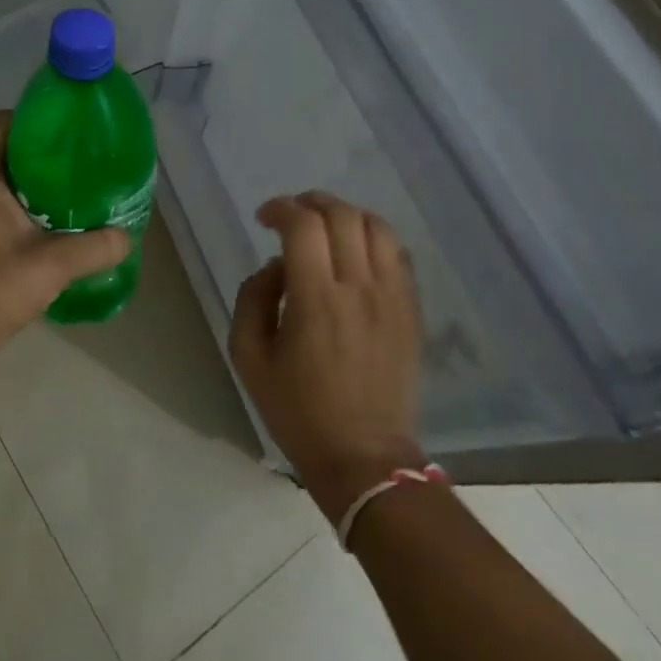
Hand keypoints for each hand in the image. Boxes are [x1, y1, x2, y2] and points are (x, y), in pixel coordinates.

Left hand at [0, 111, 128, 370]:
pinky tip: (33, 227)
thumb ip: (97, 246)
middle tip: (71, 166)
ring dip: (20, 183)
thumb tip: (127, 236)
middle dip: (34, 155)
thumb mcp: (56, 264)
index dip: (31, 119)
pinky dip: (5, 205)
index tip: (63, 133)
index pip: (0, 123)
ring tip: (59, 196)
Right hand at [229, 192, 425, 523]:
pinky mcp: (412, 311)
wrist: (365, 458)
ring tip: (327, 226)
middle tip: (292, 215)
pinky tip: (356, 253)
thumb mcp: (248, 358)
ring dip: (347, 215)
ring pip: (377, 227)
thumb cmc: (298, 411)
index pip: (303, 226)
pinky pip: (398, 255)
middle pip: (343, 216)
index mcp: (316, 299)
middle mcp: (359, 288)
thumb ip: (252, 298)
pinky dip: (374, 238)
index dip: (281, 208)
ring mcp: (393, 298)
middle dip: (312, 203)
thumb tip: (276, 265)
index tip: (264, 217)